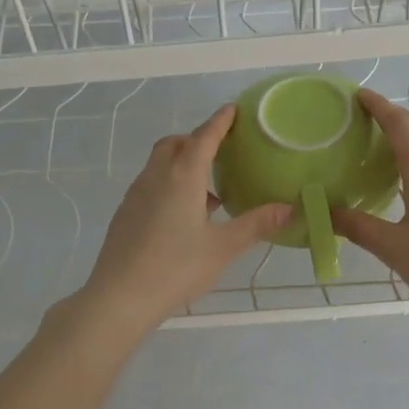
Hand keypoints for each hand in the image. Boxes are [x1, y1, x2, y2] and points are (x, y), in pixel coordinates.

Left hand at [74, 105, 291, 335]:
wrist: (119, 298)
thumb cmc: (176, 268)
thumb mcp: (223, 247)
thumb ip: (256, 224)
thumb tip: (289, 208)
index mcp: (181, 177)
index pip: (203, 137)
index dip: (219, 122)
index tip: (233, 109)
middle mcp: (155, 177)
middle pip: (174, 144)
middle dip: (196, 139)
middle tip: (220, 151)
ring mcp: (135, 195)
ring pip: (159, 165)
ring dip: (182, 164)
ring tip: (208, 192)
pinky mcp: (125, 214)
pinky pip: (150, 185)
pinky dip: (169, 185)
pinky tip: (184, 217)